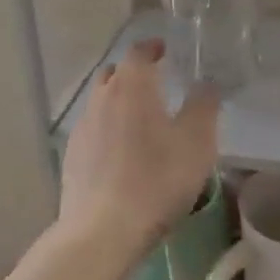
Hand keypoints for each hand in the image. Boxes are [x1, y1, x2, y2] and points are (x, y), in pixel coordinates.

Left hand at [58, 38, 219, 254]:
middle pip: (115, 74)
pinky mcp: (72, 158)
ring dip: (119, 103)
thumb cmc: (156, 179)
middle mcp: (102, 98)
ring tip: (141, 121)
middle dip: (134, 73)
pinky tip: (122, 154)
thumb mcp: (197, 141)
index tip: (167, 51)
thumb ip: (204, 105)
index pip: (138, 51)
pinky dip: (108, 131)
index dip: (153, 48)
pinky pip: (93, 131)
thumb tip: (207, 82)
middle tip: (157, 85)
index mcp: (132, 86)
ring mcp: (82, 129)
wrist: (102, 231)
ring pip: (101, 102)